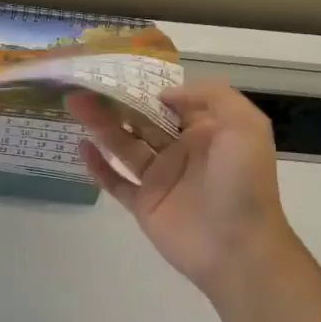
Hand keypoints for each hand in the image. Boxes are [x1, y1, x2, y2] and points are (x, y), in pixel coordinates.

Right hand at [68, 82, 300, 292]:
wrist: (238, 248)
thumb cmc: (242, 184)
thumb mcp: (246, 126)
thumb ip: (211, 96)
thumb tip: (164, 95)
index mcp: (206, 132)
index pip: (171, 103)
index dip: (146, 87)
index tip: (118, 73)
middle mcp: (181, 152)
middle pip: (141, 121)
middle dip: (115, 103)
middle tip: (85, 86)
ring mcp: (160, 179)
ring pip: (124, 145)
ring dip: (100, 125)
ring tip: (74, 104)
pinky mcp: (143, 204)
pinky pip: (115, 181)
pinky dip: (98, 166)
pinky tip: (82, 147)